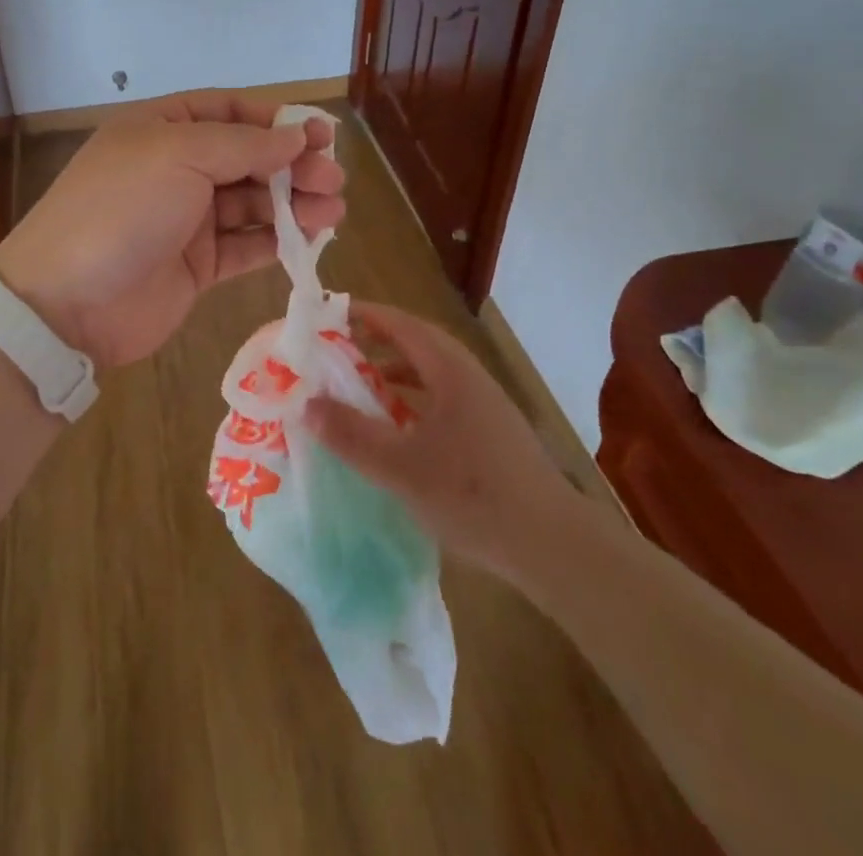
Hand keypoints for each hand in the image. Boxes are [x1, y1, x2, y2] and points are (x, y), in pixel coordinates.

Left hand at [0, 91, 345, 368]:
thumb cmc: (121, 209)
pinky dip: (277, 241)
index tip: (319, 135)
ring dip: (294, 204)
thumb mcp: (179, 155)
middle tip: (333, 180)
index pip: (227, 111)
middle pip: (246, 158)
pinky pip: (245, 245)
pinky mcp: (196, 265)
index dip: (274, 120)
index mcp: (161, 130)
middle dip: (292, 165)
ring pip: (251, 203)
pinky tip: (311, 239)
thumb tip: (296, 136)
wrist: (67, 302)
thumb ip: (243, 145)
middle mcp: (175, 169)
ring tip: (334, 211)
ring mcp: (185, 220)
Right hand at [304, 302, 581, 586]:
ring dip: (393, 373)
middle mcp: (469, 378)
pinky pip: (441, 399)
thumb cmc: (474, 496)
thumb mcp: (401, 467)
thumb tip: (306, 403)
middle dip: (374, 341)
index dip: (363, 314)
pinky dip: (411, 401)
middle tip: (334, 349)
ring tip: (358, 387)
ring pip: (430, 373)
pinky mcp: (491, 434)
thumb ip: (351, 435)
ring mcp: (485, 406)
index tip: (326, 315)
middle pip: (416, 343)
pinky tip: (396, 429)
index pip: (401, 323)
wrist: (556, 548)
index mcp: (450, 371)